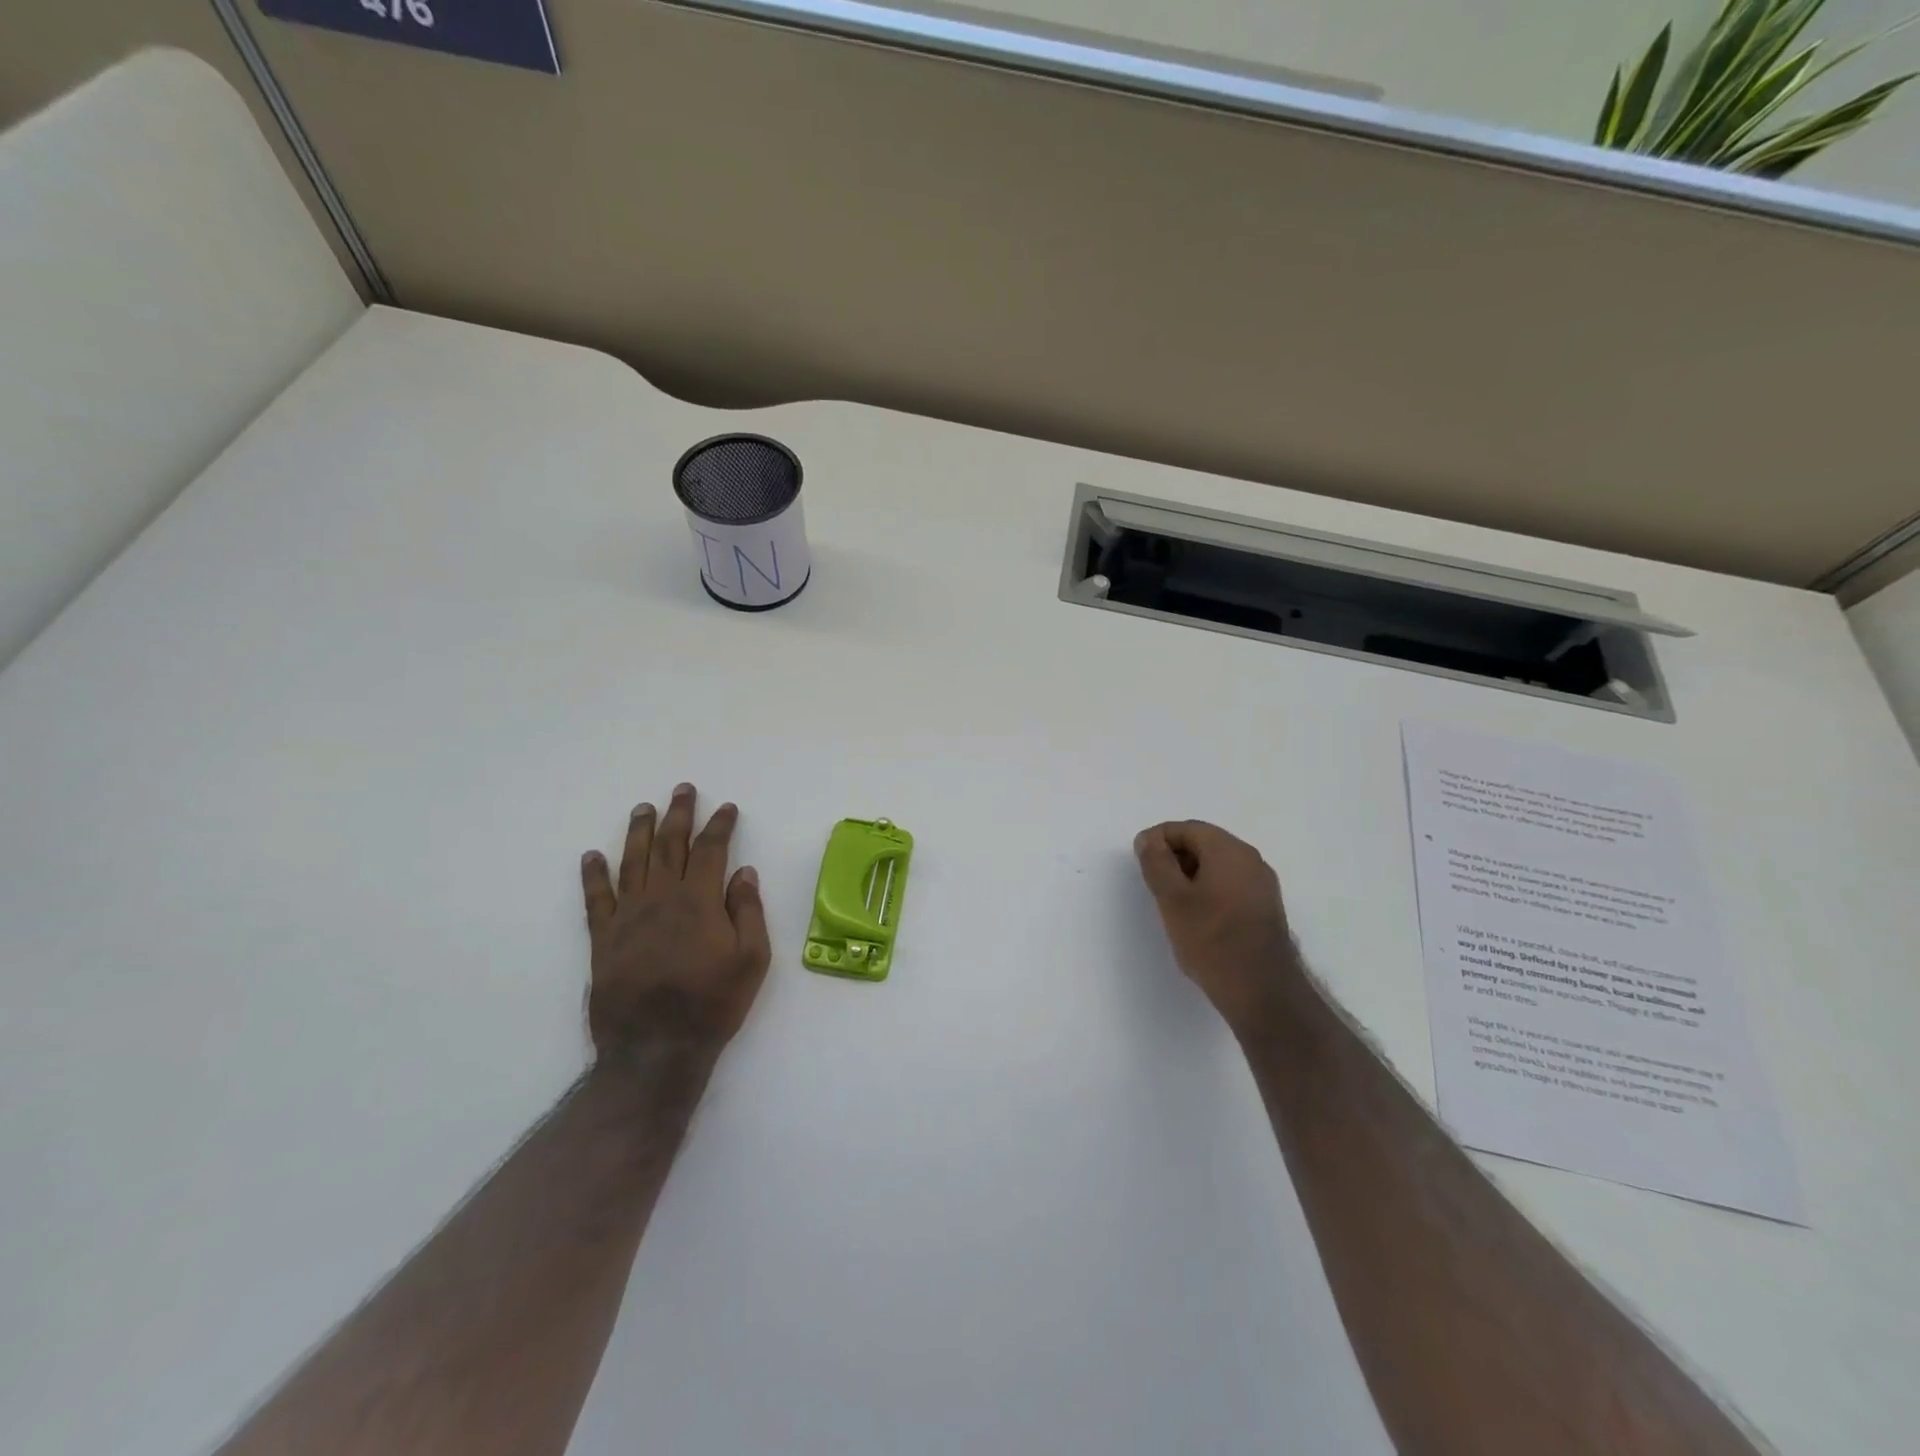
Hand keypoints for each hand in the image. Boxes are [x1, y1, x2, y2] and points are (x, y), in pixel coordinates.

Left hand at [580, 783, 771, 1059]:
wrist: (656, 1049)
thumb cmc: (713, 1003)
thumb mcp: (752, 959)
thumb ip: (748, 911)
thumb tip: (744, 872)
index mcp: (699, 901)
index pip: (711, 850)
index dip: (720, 825)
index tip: (727, 808)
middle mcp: (661, 898)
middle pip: (669, 845)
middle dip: (678, 814)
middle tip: (682, 790)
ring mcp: (627, 917)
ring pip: (632, 862)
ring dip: (638, 831)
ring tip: (643, 807)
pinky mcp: (603, 939)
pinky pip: (595, 899)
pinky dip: (593, 875)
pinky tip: (592, 856)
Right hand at [1134, 820, 1302, 1036]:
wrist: (1262, 991)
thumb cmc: (1212, 940)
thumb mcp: (1172, 899)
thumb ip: (1156, 863)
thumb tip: (1148, 839)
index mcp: (1229, 850)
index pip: (1186, 828)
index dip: (1157, 840)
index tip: (1140, 863)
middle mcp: (1251, 859)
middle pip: (1204, 843)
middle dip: (1174, 857)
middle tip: (1154, 885)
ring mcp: (1262, 884)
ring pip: (1218, 865)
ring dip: (1191, 875)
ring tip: (1172, 904)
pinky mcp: (1265, 907)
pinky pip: (1231, 884)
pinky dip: (1209, 890)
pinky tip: (1198, 917)